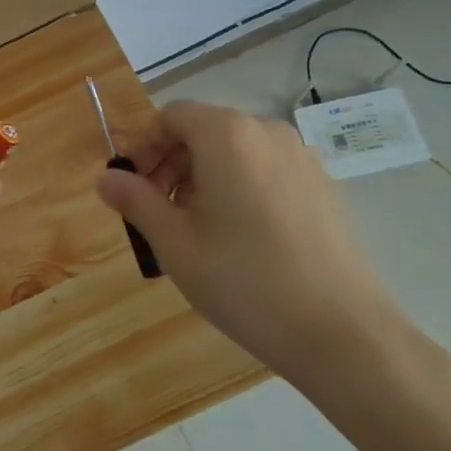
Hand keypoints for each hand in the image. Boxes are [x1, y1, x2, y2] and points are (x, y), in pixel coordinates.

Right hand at [96, 100, 405, 387]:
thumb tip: (106, 178)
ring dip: (203, 176)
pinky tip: (240, 238)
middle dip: (171, 163)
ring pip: (236, 151)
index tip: (132, 187)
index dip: (143, 146)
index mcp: (227, 135)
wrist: (344, 333)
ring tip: (195, 229)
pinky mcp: (324, 187)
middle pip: (204, 130)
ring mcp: (302, 159)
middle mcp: (267, 132)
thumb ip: (136, 201)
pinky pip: (266, 170)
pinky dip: (239, 187)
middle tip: (158, 212)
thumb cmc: (245, 280)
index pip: (172, 116)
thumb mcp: (175, 243)